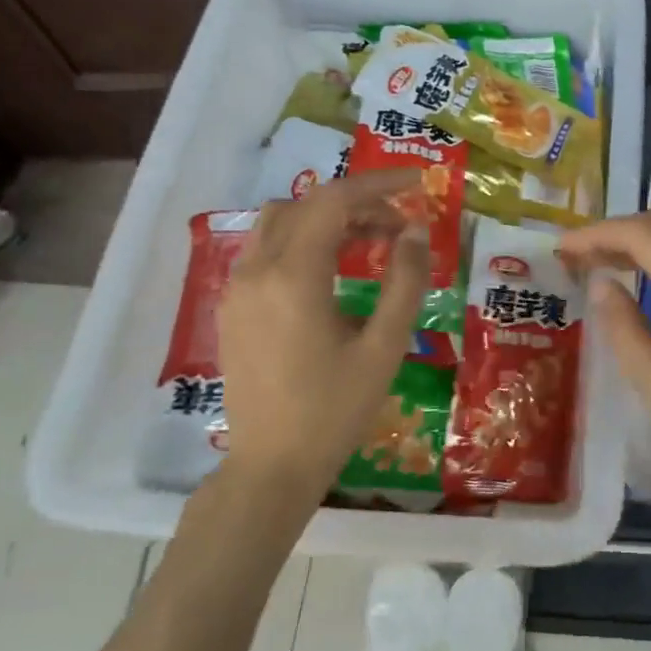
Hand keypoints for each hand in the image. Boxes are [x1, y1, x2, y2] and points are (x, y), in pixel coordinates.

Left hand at [215, 170, 429, 495]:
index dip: (379, 184)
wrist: (270, 467)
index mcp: (295, 277)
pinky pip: (267, 249)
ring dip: (327, 218)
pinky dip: (304, 240)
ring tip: (370, 243)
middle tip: (400, 227)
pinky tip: (333, 271)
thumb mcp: (384, 347)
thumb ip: (405, 282)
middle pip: (308, 204)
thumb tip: (416, 231)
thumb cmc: (334, 410)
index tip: (418, 183)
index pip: (335, 200)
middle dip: (359, 203)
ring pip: (282, 222)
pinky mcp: (232, 306)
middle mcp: (258, 270)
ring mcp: (237, 287)